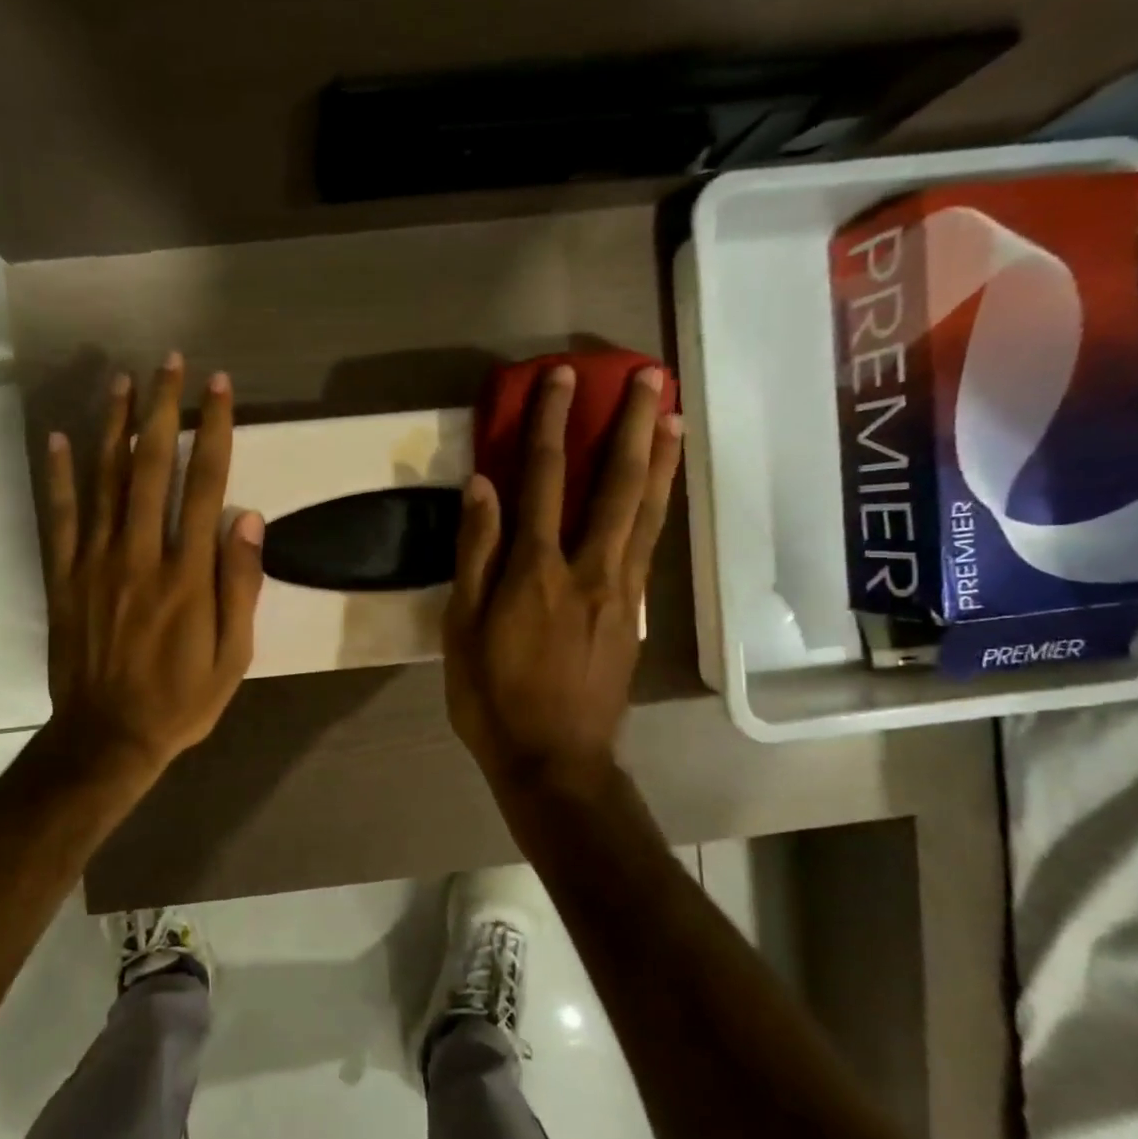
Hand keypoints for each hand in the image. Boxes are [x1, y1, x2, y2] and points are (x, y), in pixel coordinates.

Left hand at [41, 353, 264, 784]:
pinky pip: (59, 517)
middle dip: (162, 409)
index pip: (205, 485)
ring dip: (113, 426)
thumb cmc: (181, 699)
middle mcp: (140, 555)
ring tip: (121, 380)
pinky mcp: (64, 577)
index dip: (214, 430)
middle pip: (151, 468)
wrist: (108, 738)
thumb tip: (248, 518)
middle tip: (169, 362)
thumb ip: (241, 585)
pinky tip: (59, 437)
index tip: (219, 387)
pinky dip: (58, 475)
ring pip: (103, 481)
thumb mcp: (233, 656)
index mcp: (187, 574)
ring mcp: (95, 563)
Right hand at [443, 364, 683, 787]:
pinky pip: (650, 545)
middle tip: (648, 377)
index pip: (545, 479)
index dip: (553, 424)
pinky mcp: (635, 613)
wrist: (555, 761)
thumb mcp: (463, 629)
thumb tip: (482, 486)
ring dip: (661, 459)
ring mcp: (621, 591)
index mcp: (536, 571)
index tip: (562, 379)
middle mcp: (588, 568)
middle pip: (616, 485)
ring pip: (647, 512)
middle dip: (630, 426)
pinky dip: (661, 507)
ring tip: (674, 416)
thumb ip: (475, 554)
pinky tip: (666, 487)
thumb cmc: (493, 698)